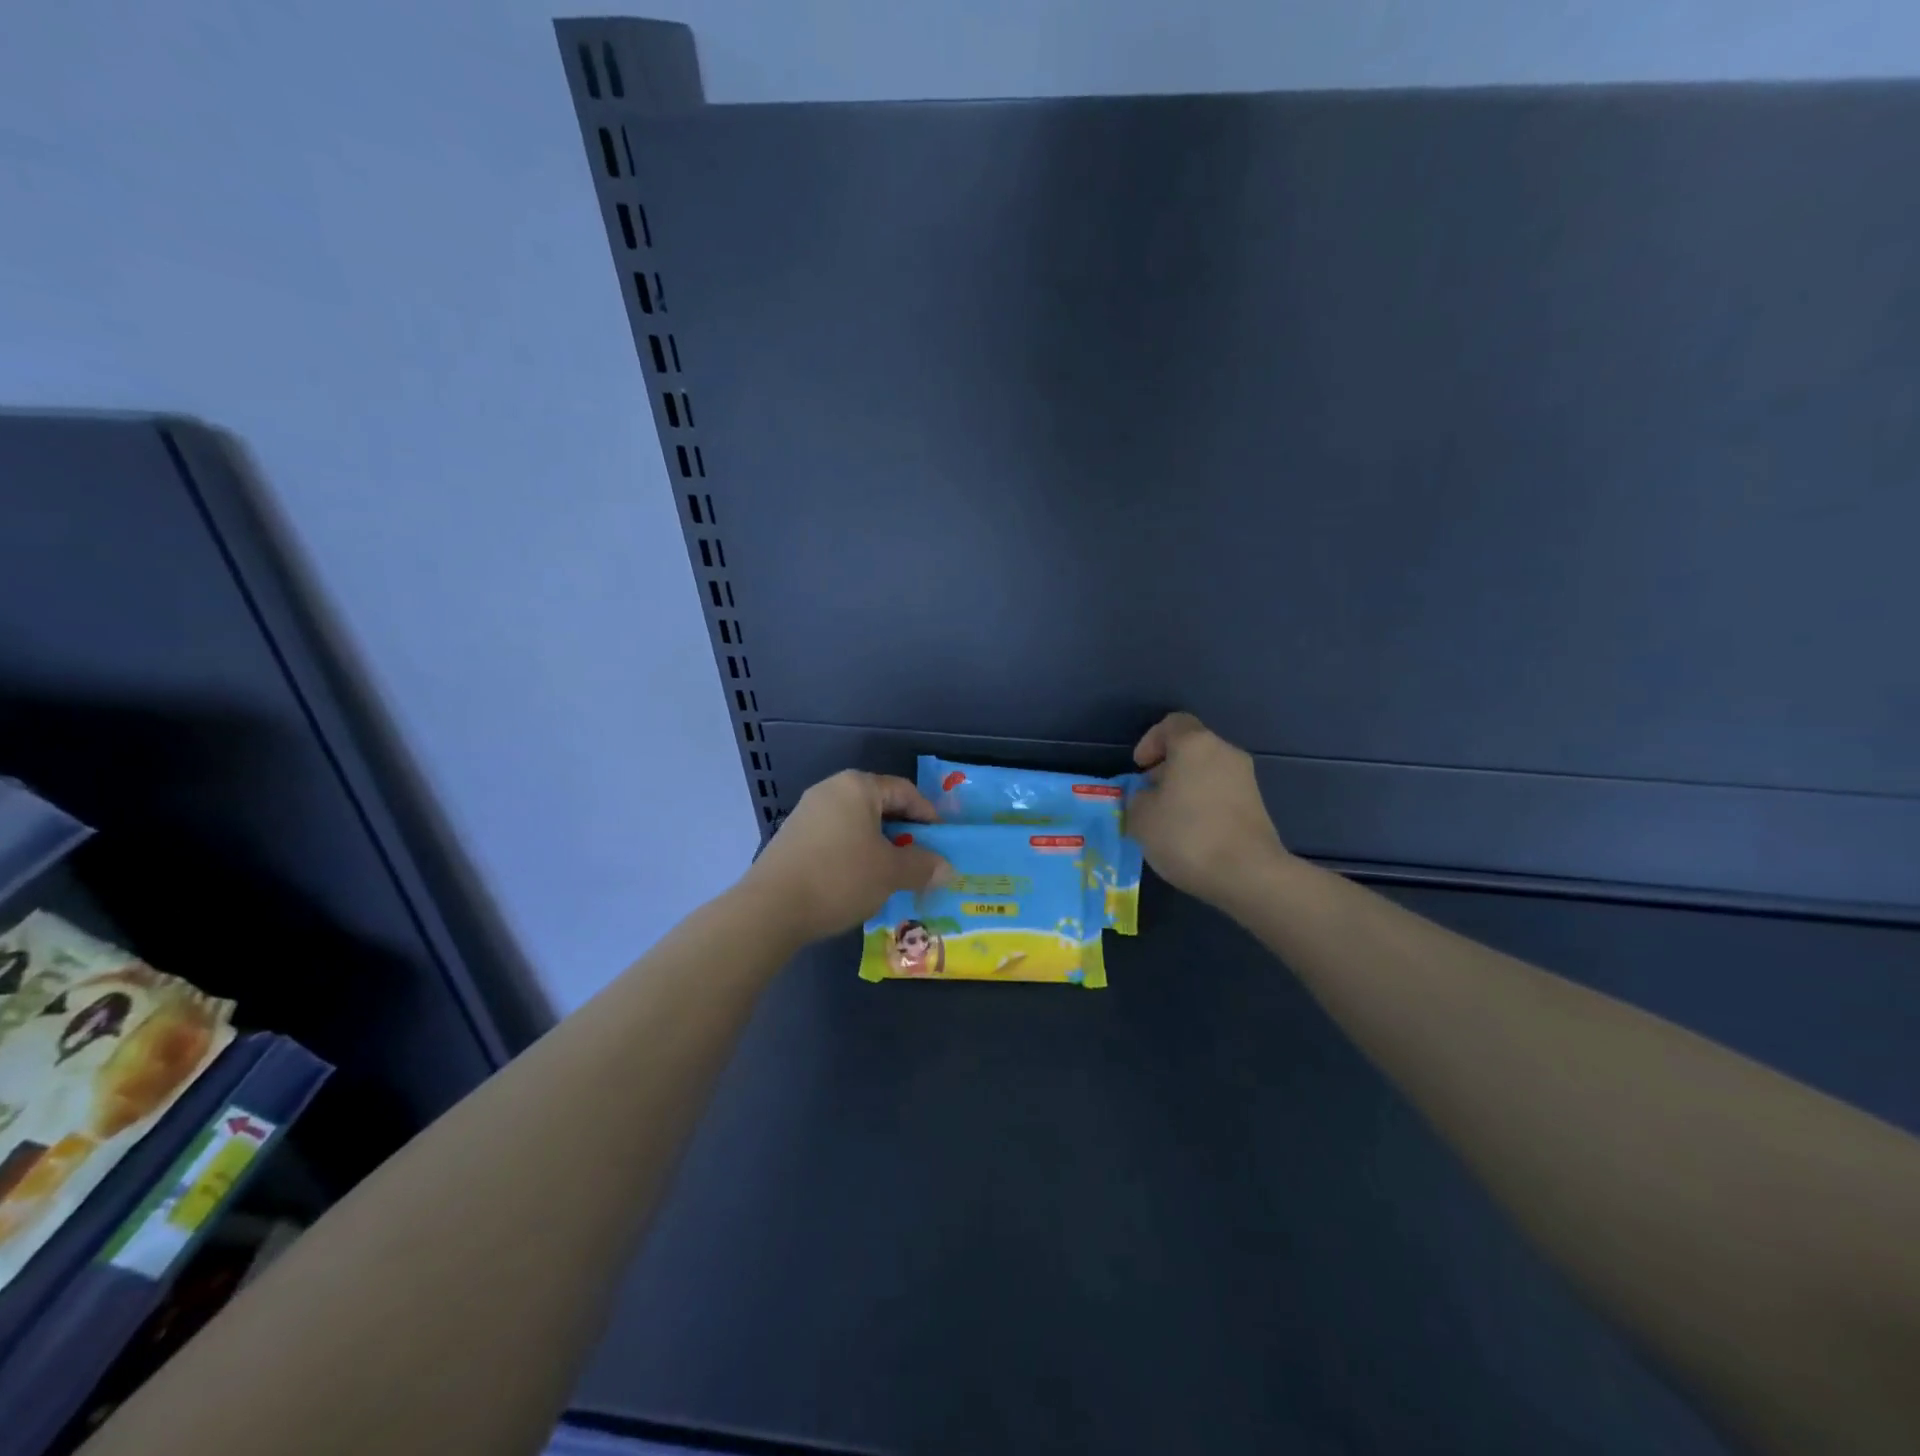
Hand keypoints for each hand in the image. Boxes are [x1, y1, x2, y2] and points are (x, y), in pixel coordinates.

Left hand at [739, 771, 951, 943]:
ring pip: (857, 825)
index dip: (928, 816)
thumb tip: (947, 869)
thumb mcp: (891, 872)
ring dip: (880, 847)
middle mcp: (831, 790)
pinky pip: (836, 839)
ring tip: (893, 876)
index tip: (942, 844)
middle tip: (921, 861)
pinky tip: (860, 882)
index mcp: (857, 786)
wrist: (771, 908)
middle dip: (904, 834)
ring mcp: (807, 813)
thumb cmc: (840, 877)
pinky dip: (854, 855)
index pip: (905, 791)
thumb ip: (923, 866)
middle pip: (880, 806)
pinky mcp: (792, 838)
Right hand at [1127, 712, 1287, 907]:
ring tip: (1168, 819)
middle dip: (1167, 768)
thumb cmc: (1187, 835)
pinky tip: (1192, 833)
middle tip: (1149, 795)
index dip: (1150, 741)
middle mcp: (1224, 752)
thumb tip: (1149, 797)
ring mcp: (1246, 779)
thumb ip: (1138, 798)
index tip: (1139, 768)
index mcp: (1195, 744)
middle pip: (1191, 748)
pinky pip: (1221, 793)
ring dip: (1185, 788)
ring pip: (1207, 771)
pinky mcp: (1257, 806)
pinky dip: (1204, 804)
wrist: (1248, 874)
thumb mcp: (1141, 817)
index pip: (1171, 724)